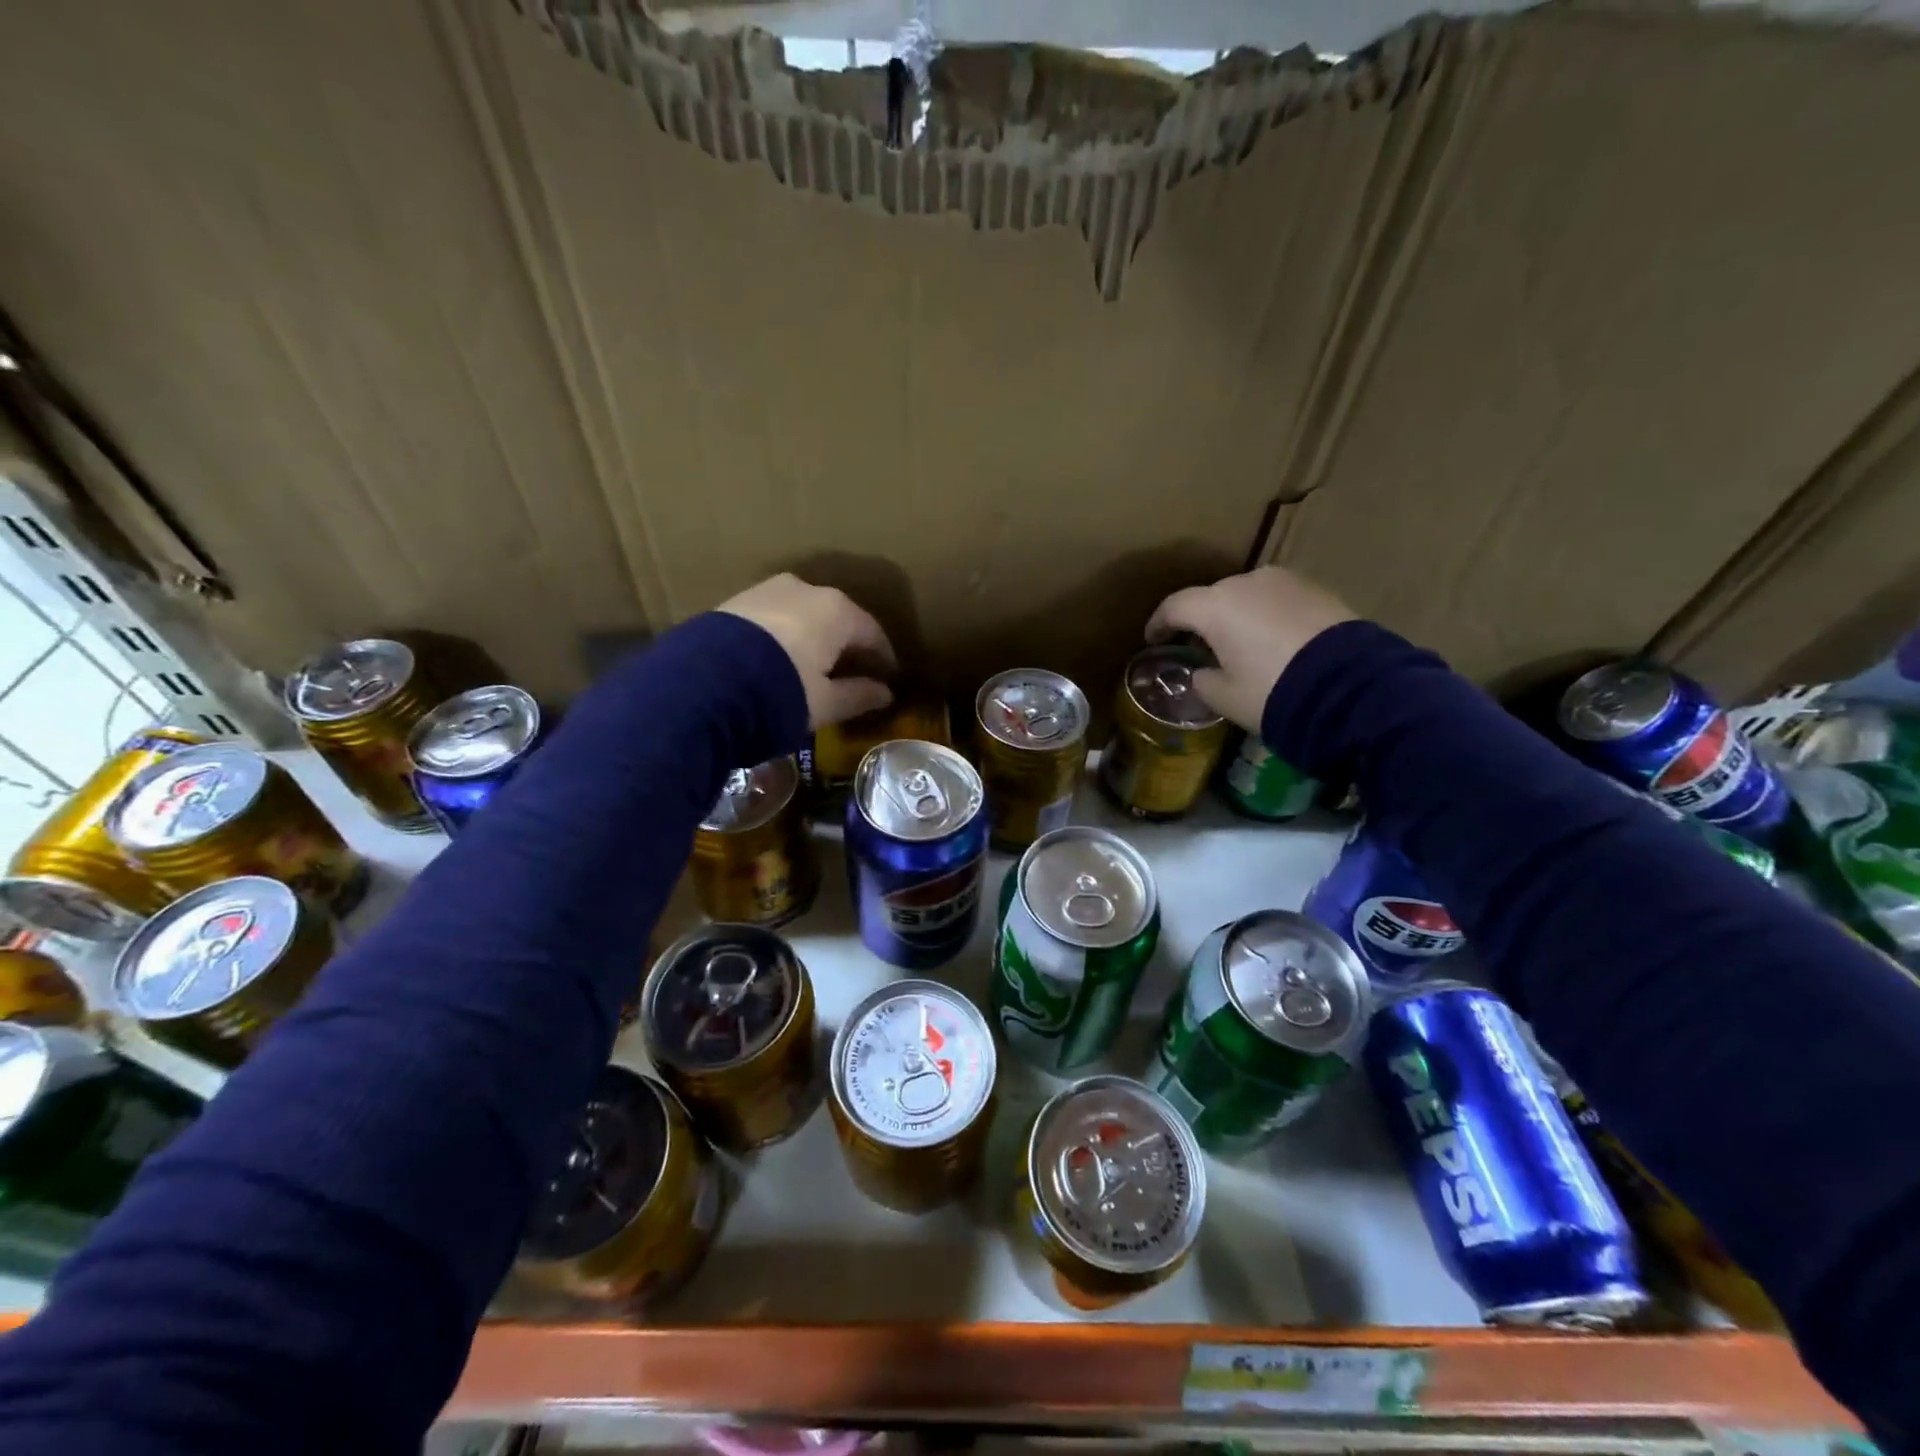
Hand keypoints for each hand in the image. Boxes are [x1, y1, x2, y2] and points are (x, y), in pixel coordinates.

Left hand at [718, 574, 896, 727]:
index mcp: (837, 611)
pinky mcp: (735, 603)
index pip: (872, 633)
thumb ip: (858, 696)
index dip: (882, 658)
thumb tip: (885, 693)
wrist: (701, 685)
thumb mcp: (824, 704)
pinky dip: (784, 637)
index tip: (887, 678)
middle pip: (837, 619)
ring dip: (813, 639)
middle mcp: (806, 590)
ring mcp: (767, 591)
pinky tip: (780, 660)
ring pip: (803, 615)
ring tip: (813, 668)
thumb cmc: (780, 693)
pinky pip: (773, 619)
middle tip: (852, 673)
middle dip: (847, 645)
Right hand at [1145, 566, 1355, 730]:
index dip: (1159, 624)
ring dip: (1238, 615)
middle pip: (1212, 597)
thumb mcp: (1226, 698)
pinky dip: (1268, 616)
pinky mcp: (1317, 589)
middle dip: (1201, 619)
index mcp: (1215, 606)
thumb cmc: (1273, 690)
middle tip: (1199, 645)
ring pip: (1248, 596)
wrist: (1352, 686)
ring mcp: (1285, 582)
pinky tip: (1274, 639)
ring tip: (1240, 642)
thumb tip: (1203, 672)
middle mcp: (1246, 583)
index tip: (1153, 639)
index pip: (1174, 607)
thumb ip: (1203, 681)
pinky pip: (1278, 600)